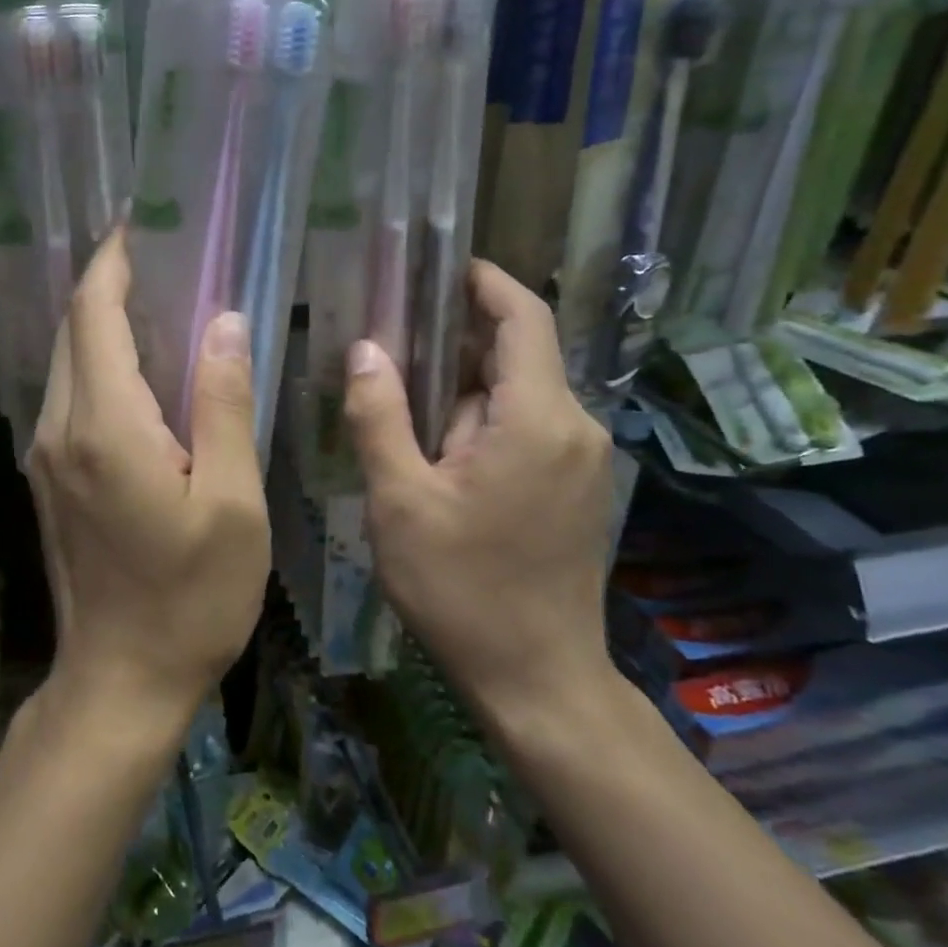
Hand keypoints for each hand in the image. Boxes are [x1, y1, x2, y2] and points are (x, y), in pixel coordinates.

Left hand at [27, 231, 271, 721]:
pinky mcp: (50, 477)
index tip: (138, 224)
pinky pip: (70, 395)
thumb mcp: (232, 503)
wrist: (119, 681)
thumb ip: (223, 404)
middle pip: (73, 330)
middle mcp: (60, 429)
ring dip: (103, 322)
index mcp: (105, 426)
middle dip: (108, 284)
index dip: (112, 262)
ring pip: (67, 361)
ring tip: (158, 298)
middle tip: (162, 255)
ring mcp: (46, 454)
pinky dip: (99, 361)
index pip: (94, 314)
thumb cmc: (191, 599)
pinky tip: (141, 366)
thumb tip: (223, 322)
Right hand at [343, 260, 615, 714]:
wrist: (538, 681)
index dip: (486, 281)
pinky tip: (437, 450)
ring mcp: (581, 460)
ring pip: (516, 395)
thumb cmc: (462, 590)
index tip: (440, 265)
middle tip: (389, 340)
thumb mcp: (400, 501)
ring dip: (463, 390)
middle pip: (516, 354)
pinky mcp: (574, 487)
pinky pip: (527, 427)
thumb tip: (366, 348)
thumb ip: (380, 417)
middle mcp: (574, 427)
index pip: (523, 317)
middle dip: (455, 342)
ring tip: (400, 400)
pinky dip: (482, 420)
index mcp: (538, 419)